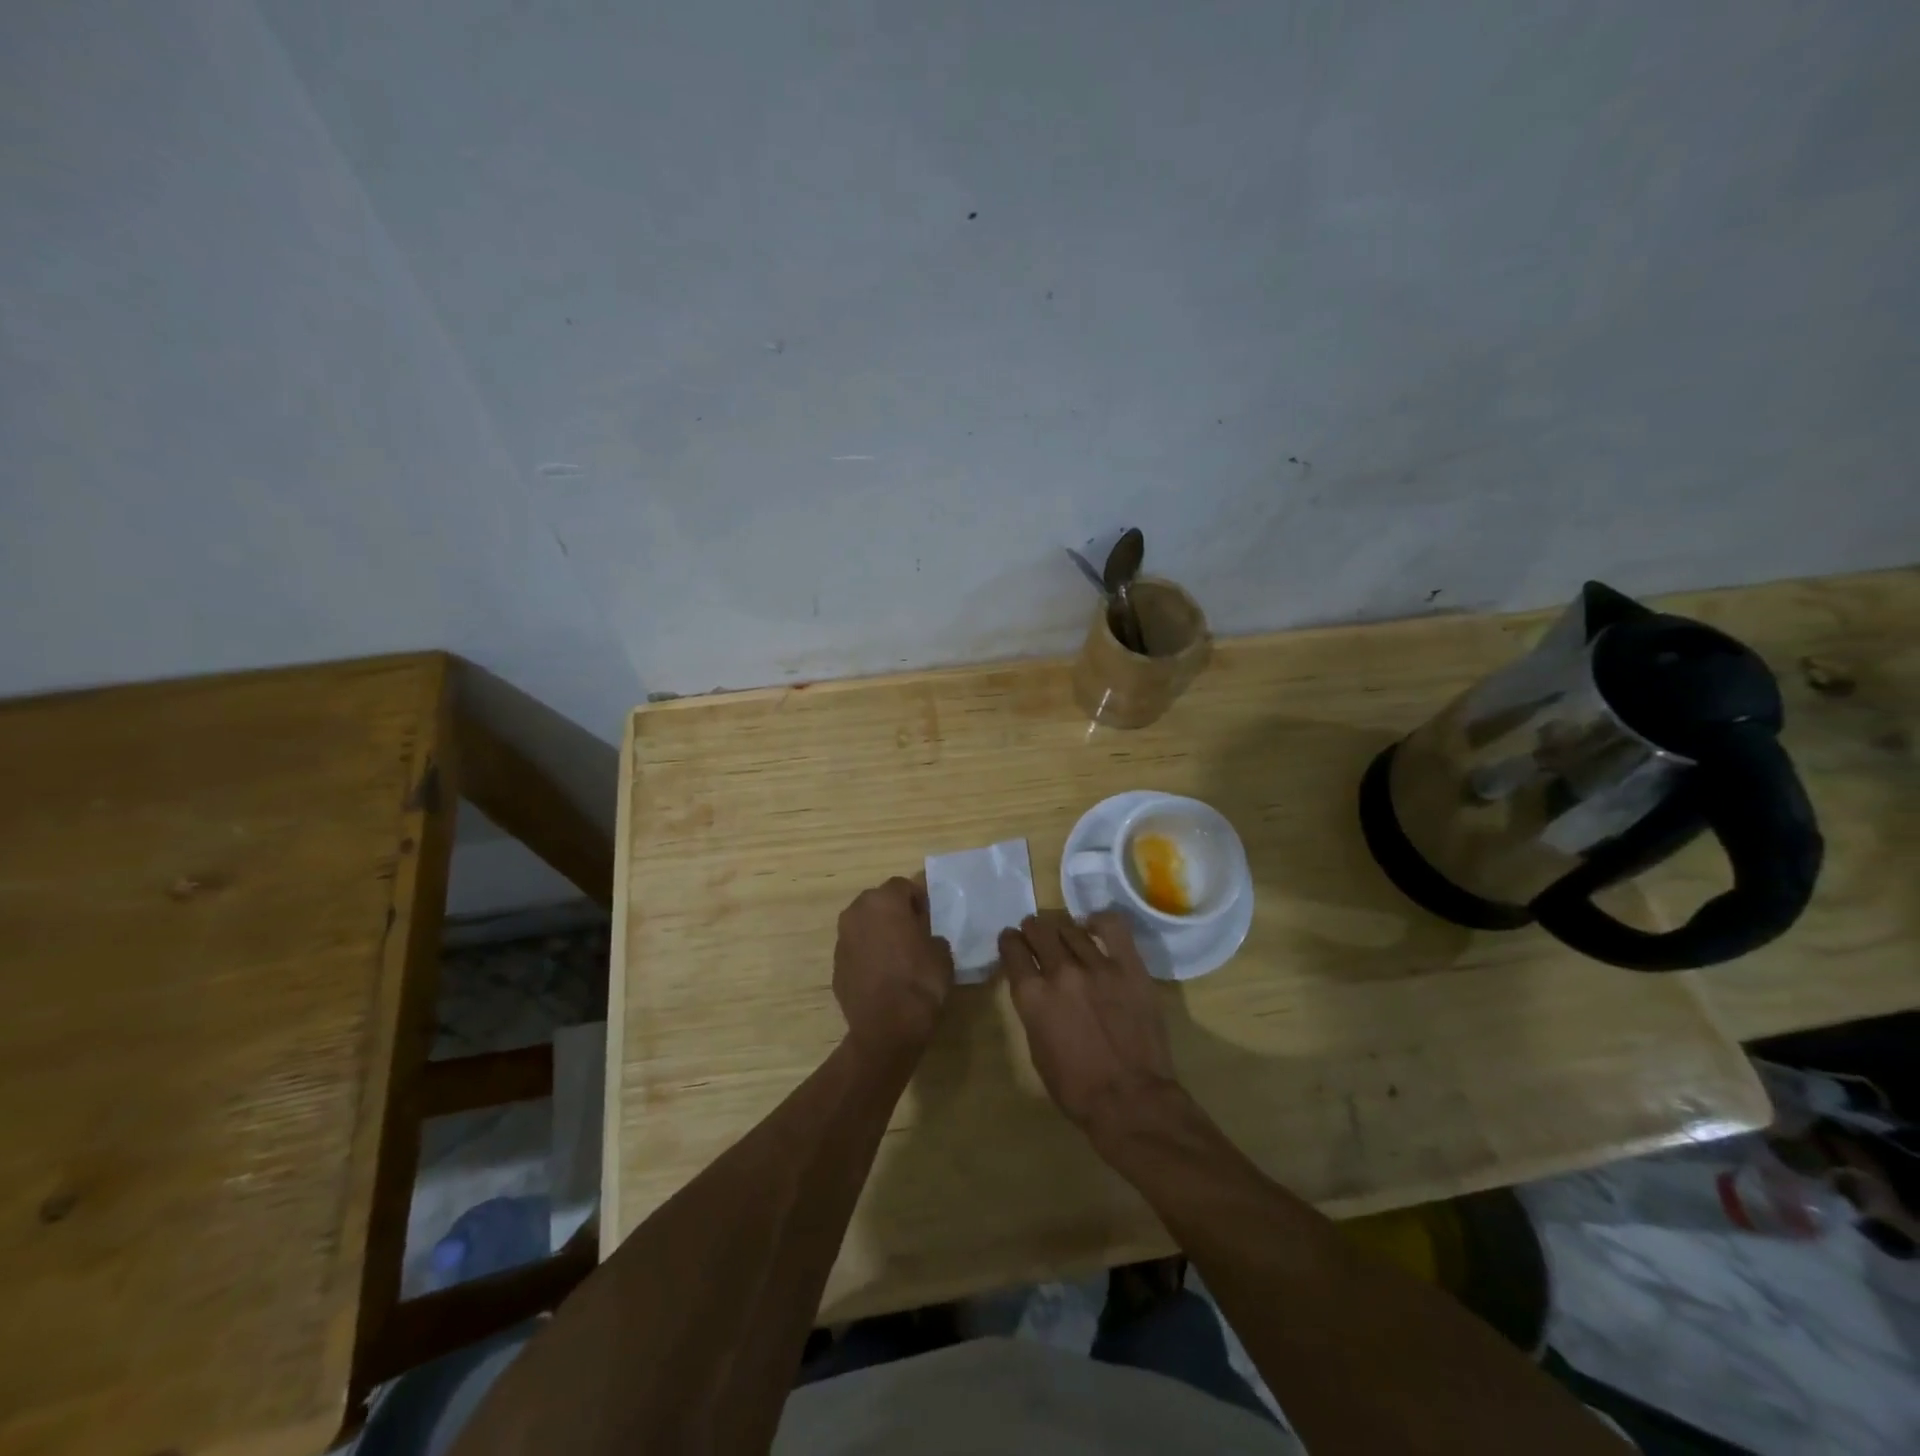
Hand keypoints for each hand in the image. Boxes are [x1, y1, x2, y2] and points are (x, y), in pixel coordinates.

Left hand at [833, 877, 954, 1059]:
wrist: (886, 1027)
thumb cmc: (919, 981)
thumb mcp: (942, 953)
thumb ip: (931, 935)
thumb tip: (925, 938)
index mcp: (883, 901)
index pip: (903, 886)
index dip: (919, 899)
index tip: (930, 917)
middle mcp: (856, 912)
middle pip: (879, 902)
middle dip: (895, 913)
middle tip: (914, 932)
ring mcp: (842, 939)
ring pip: (864, 926)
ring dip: (879, 933)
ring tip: (898, 956)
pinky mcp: (835, 965)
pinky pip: (856, 950)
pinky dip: (868, 956)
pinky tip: (884, 976)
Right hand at [998, 911, 1182, 1135]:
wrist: (1131, 1100)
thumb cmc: (1076, 1088)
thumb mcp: (1037, 1048)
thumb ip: (1033, 1008)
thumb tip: (1035, 986)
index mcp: (1032, 996)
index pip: (1012, 949)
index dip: (1010, 942)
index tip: (1012, 941)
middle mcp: (1060, 972)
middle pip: (1039, 931)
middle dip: (1033, 930)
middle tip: (1036, 935)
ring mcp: (1097, 966)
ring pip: (1071, 928)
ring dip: (1062, 930)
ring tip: (1065, 935)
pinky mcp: (1129, 966)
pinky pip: (1112, 926)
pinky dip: (1099, 921)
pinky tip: (1094, 927)